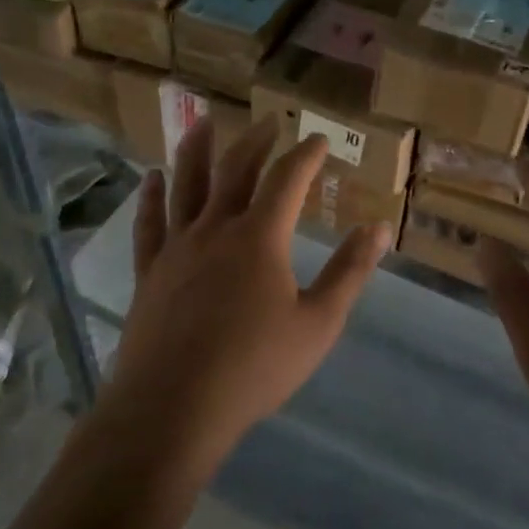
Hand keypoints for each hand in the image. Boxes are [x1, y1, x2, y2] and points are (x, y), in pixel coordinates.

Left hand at [95, 117, 391, 475]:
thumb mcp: (318, 324)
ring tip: (202, 121)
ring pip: (186, 184)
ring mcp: (177, 247)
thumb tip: (379, 228)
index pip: (287, 179)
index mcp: (260, 237)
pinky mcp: (150, 271)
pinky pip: (149, 223)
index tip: (319, 141)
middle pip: (236, 170)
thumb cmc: (253, 368)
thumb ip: (349, 272)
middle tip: (269, 123)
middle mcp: (216, 228)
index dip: (306, 156)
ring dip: (196, 149)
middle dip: (256, 141)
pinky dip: (151, 197)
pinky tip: (151, 179)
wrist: (172, 407)